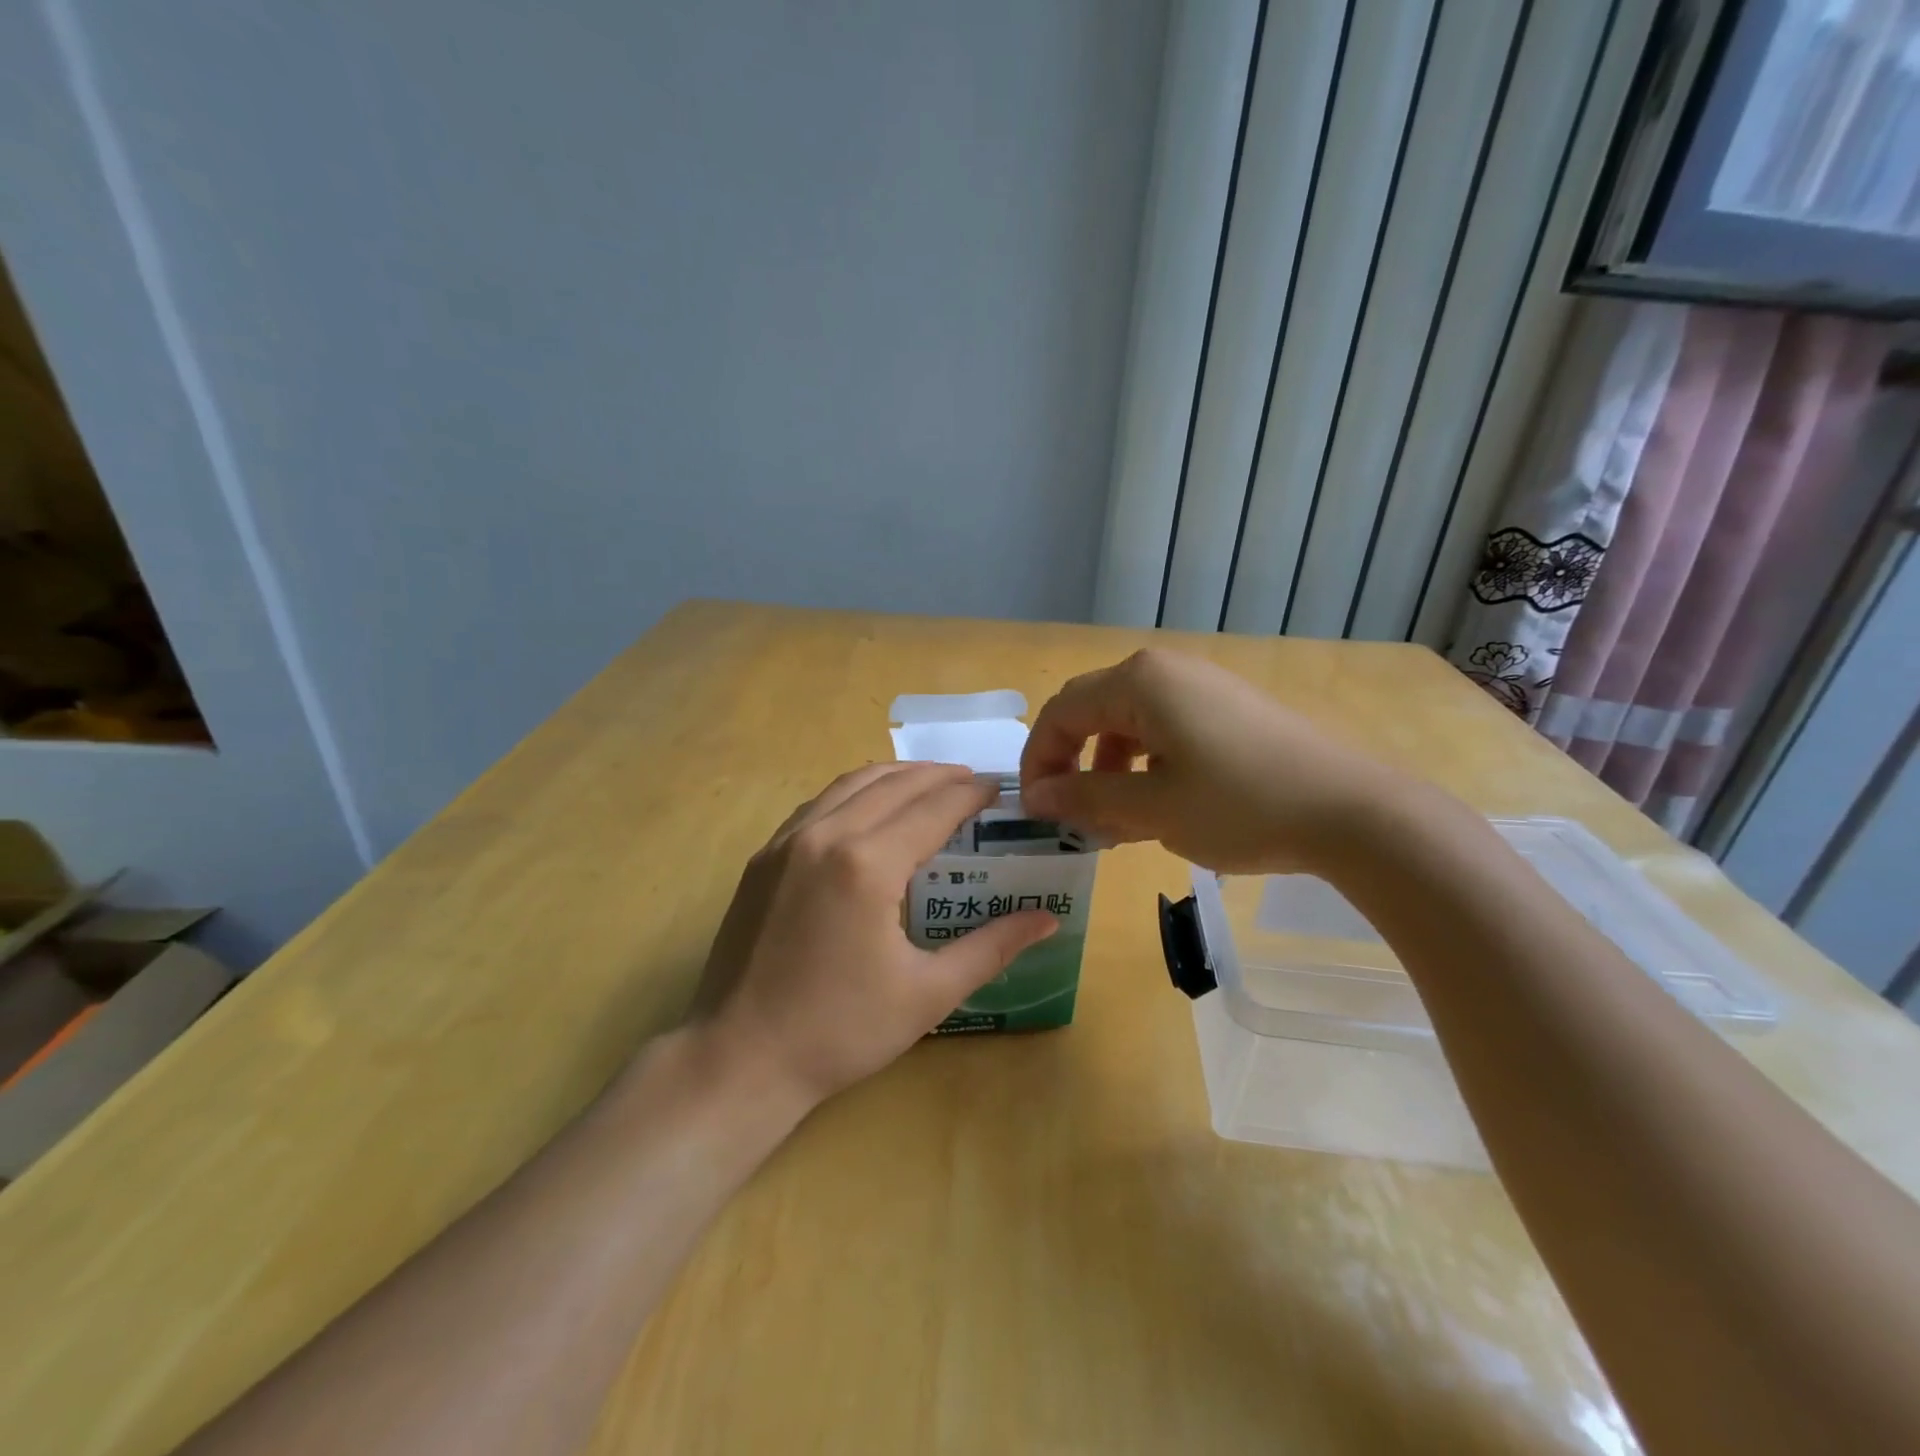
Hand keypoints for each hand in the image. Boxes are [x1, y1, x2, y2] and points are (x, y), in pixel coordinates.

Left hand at [688, 763, 1057, 1112]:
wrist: (739, 1059)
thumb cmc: (840, 1031)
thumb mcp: (928, 994)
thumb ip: (992, 947)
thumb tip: (1048, 919)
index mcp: (868, 864)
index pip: (933, 808)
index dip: (970, 794)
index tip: (998, 788)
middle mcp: (825, 835)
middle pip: (894, 784)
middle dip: (938, 777)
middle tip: (972, 782)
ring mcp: (786, 842)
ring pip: (851, 784)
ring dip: (896, 776)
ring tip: (929, 783)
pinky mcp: (763, 857)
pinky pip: (818, 803)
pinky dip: (855, 792)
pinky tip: (869, 808)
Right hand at [1019, 649, 1405, 873]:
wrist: (1352, 811)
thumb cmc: (1240, 806)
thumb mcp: (1152, 809)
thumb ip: (1085, 798)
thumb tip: (1036, 796)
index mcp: (1139, 681)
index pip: (1062, 712)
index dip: (1039, 760)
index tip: (1035, 809)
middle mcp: (1165, 670)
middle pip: (1093, 710)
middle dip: (1073, 763)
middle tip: (1071, 815)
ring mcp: (1201, 686)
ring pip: (1128, 722)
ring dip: (1108, 768)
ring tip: (1114, 820)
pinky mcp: (1228, 708)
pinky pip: (1164, 728)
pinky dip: (1144, 764)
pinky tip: (1159, 804)